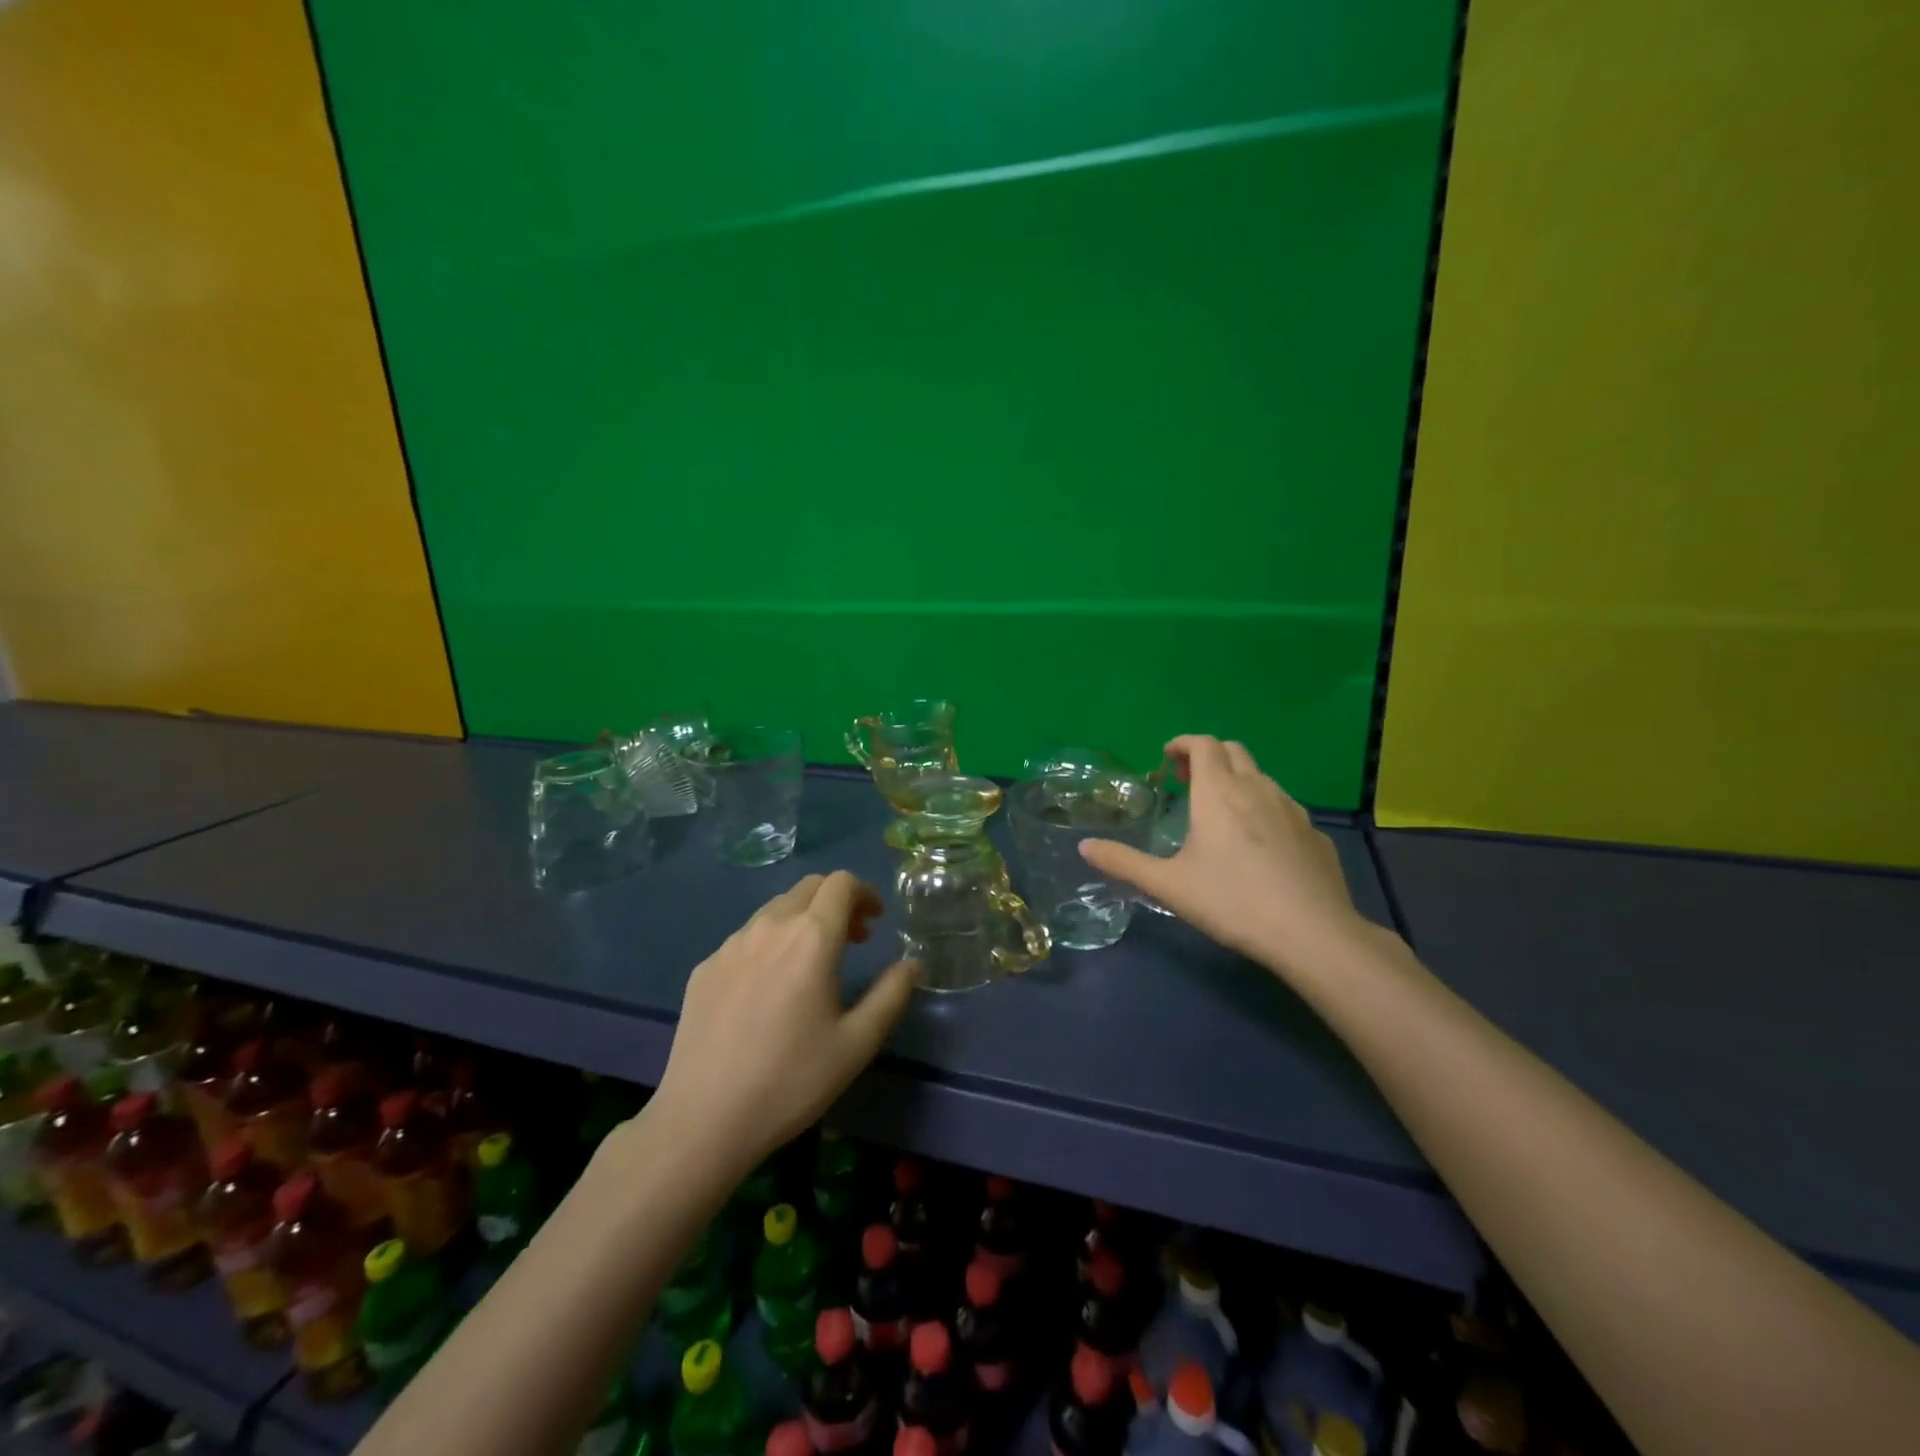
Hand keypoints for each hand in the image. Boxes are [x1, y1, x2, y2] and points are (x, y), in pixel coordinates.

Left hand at [650, 871, 918, 1178]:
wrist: (703, 1120)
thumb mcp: (856, 1044)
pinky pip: (746, 938)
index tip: (875, 921)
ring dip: (803, 919)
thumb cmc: (791, 1081)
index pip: (841, 883)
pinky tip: (769, 987)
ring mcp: (730, 945)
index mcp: (810, 938)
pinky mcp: (705, 968)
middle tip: (853, 938)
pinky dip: (771, 943)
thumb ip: (891, 995)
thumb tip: (913, 964)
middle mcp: (769, 927)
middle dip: (836, 901)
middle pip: (808, 888)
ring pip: (775, 910)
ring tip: (812, 962)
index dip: (864, 893)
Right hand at [1080, 735, 1376, 979]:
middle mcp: (1257, 789)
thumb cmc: (1232, 902)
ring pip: (1261, 777)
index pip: (1203, 744)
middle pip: (1233, 751)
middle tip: (1187, 782)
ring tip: (1221, 812)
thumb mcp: (1168, 886)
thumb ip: (1123, 862)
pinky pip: (1284, 807)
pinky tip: (1258, 845)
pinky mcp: (1316, 834)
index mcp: (1219, 793)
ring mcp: (1292, 810)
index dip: (1183, 743)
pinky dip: (1263, 808)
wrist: (1312, 933)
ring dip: (1237, 780)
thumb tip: (1084, 847)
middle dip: (1208, 756)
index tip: (1167, 759)